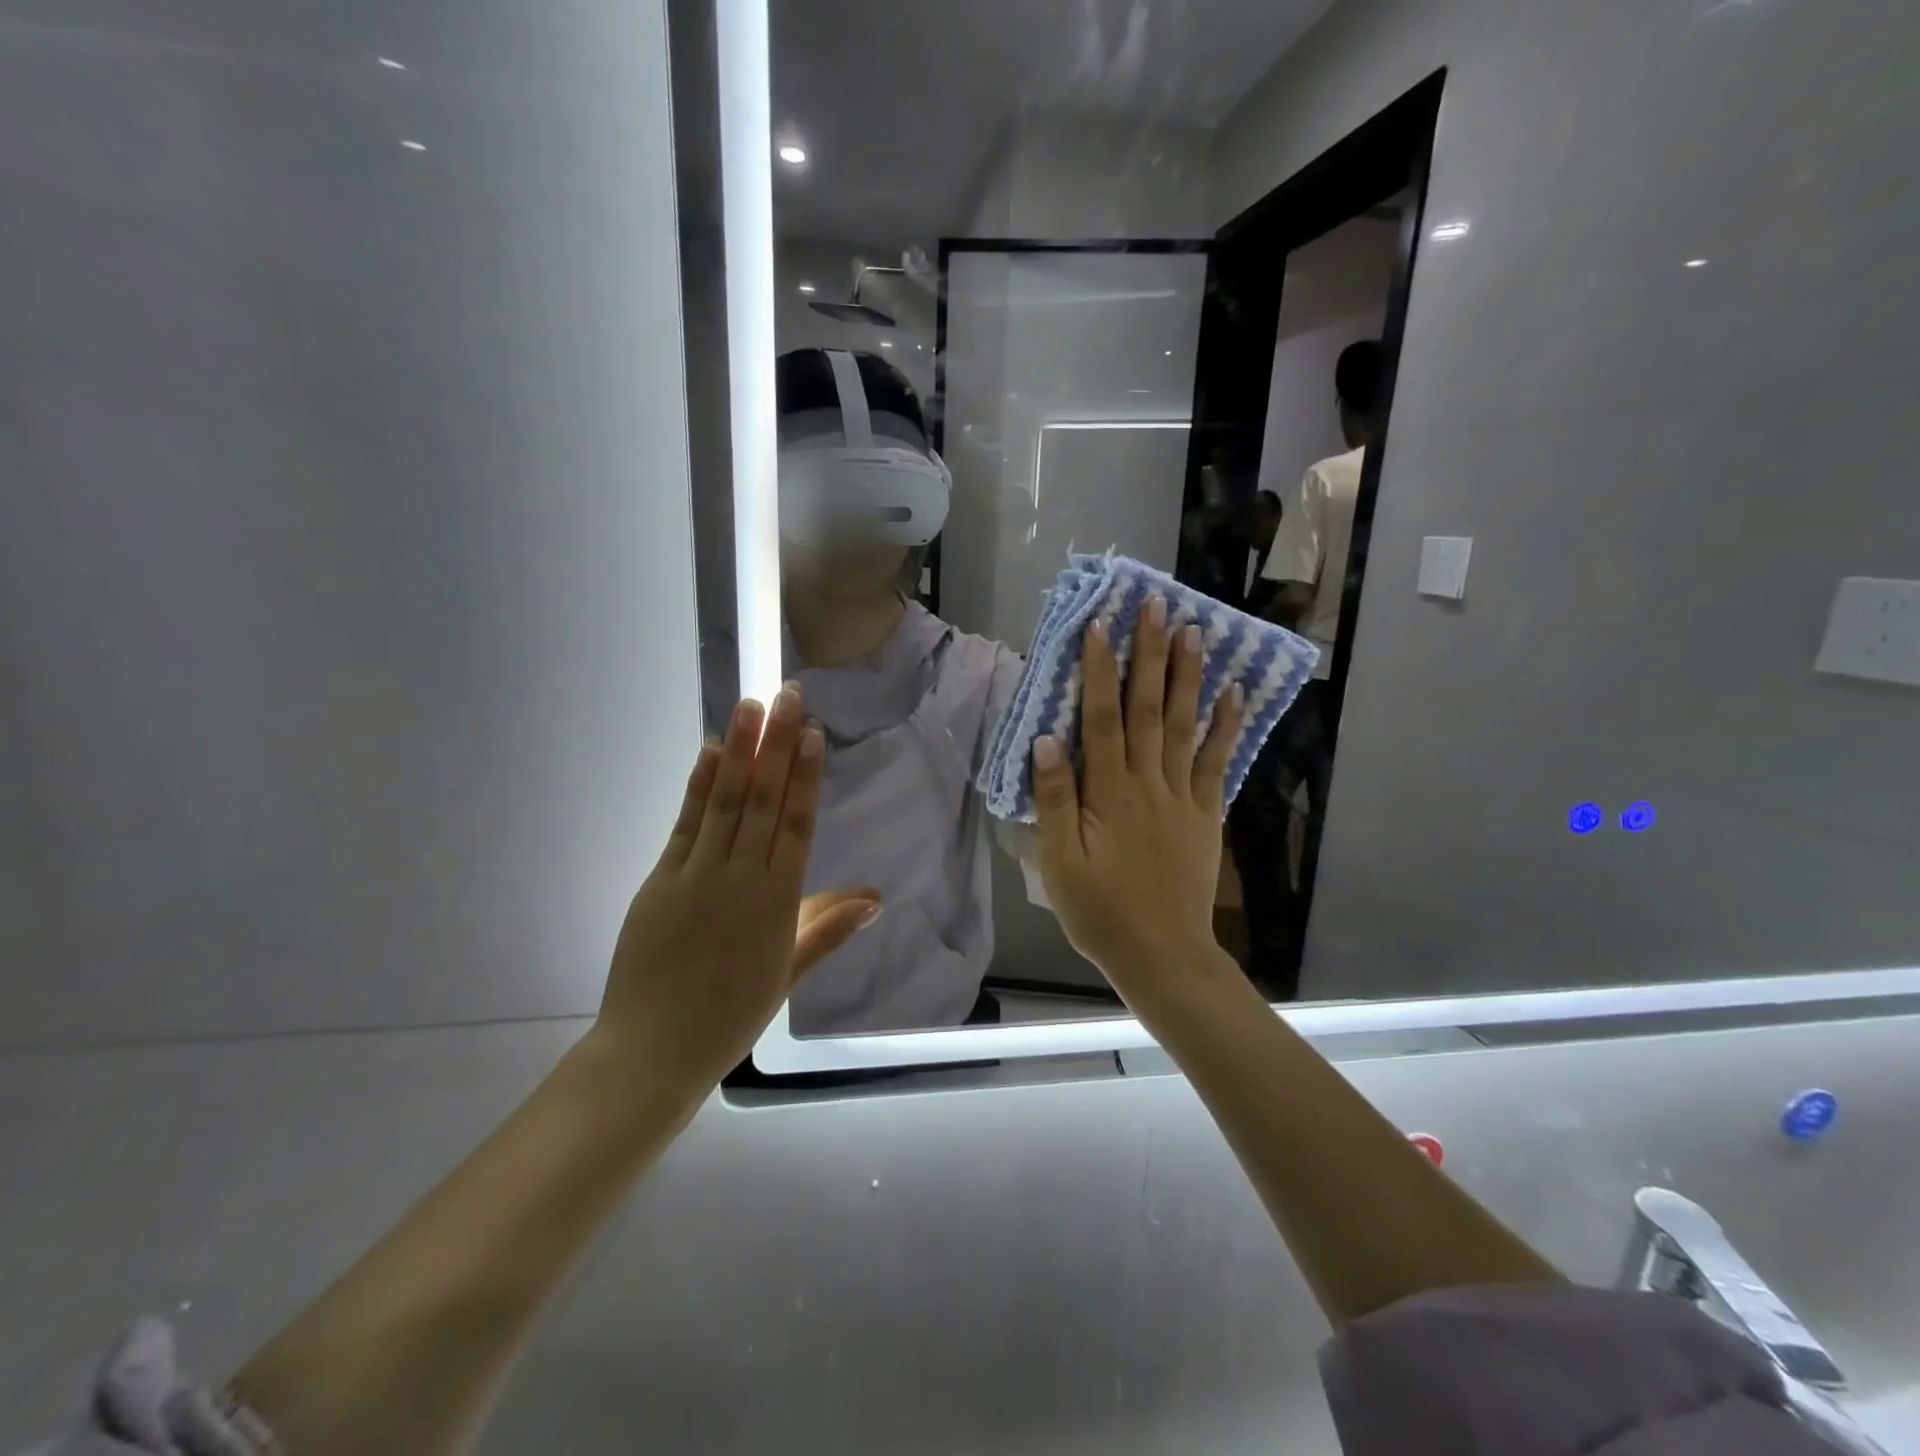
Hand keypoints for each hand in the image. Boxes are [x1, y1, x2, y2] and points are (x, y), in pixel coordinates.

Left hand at [589, 685, 880, 1103]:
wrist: (654, 1050)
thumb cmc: (731, 1015)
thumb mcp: (790, 973)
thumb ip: (830, 928)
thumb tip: (877, 898)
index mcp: (779, 901)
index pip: (797, 824)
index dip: (805, 776)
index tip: (812, 733)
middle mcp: (742, 877)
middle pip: (764, 801)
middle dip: (778, 746)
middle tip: (788, 696)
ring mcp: (699, 875)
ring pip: (726, 802)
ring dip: (741, 751)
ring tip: (751, 706)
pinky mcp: (662, 879)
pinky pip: (686, 824)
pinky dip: (699, 786)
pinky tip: (711, 752)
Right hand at [1031, 599, 1243, 993]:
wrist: (1162, 955)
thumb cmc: (1100, 912)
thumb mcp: (1060, 864)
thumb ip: (1055, 801)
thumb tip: (1047, 741)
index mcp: (1108, 794)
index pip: (1102, 719)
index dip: (1099, 671)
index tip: (1100, 625)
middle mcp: (1148, 783)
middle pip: (1149, 709)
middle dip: (1150, 655)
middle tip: (1157, 606)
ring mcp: (1183, 797)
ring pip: (1186, 726)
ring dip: (1189, 676)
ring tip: (1194, 631)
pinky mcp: (1206, 814)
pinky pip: (1218, 763)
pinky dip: (1228, 727)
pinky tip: (1235, 694)